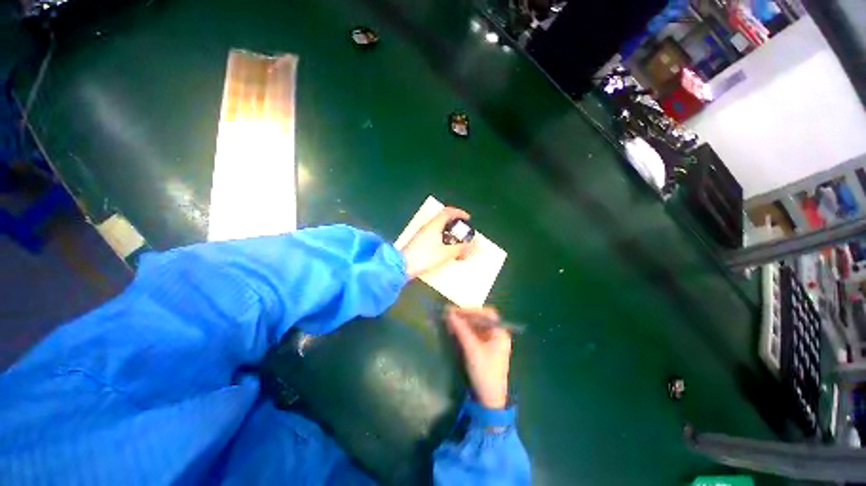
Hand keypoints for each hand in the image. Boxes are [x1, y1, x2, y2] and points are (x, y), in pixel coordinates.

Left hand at [400, 207, 474, 278]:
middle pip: (443, 218)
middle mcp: (427, 226)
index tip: (468, 219)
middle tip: (462, 231)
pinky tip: (444, 248)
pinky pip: (433, 234)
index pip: (448, 211)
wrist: (402, 266)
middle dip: (455, 223)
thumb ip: (461, 249)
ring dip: (448, 231)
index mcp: (434, 225)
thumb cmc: (424, 257)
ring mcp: (421, 233)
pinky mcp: (418, 241)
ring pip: (438, 227)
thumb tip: (474, 246)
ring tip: (455, 241)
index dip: (459, 213)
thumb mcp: (446, 253)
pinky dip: (442, 237)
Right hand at [446, 306, 511, 409]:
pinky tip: (455, 331)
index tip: (456, 310)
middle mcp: (497, 334)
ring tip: (450, 322)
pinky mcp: (484, 348)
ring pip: (476, 326)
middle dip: (466, 316)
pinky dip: (465, 331)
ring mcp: (491, 341)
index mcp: (500, 332)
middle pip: (481, 319)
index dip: (471, 310)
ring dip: (464, 323)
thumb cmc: (485, 372)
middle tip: (450, 315)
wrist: (489, 399)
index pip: (486, 314)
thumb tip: (449, 313)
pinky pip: (474, 334)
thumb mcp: (472, 349)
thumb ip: (461, 330)